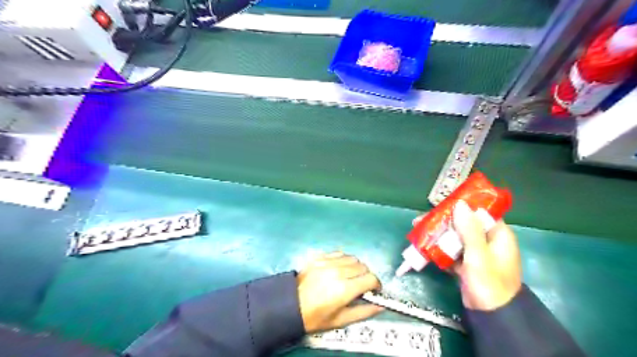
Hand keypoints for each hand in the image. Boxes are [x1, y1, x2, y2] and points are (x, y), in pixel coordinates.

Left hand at [297, 253, 382, 332]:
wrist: (290, 305)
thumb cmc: (316, 317)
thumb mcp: (340, 320)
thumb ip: (363, 312)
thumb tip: (380, 306)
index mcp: (344, 289)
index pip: (371, 278)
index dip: (376, 284)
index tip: (374, 290)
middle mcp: (338, 272)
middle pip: (363, 266)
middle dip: (366, 275)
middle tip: (361, 285)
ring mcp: (327, 262)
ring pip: (352, 257)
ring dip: (356, 266)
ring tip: (350, 276)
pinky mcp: (319, 257)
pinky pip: (338, 253)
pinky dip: (343, 259)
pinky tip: (339, 268)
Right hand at [414, 200, 521, 312]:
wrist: (490, 316)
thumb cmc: (488, 283)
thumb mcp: (478, 255)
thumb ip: (469, 230)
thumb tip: (460, 204)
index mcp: (498, 235)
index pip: (479, 213)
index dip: (460, 207)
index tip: (441, 205)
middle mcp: (487, 241)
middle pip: (462, 225)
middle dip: (442, 222)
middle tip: (421, 220)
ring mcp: (476, 253)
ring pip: (454, 238)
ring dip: (438, 235)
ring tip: (418, 232)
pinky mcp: (466, 264)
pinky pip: (451, 251)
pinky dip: (439, 249)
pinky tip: (424, 247)